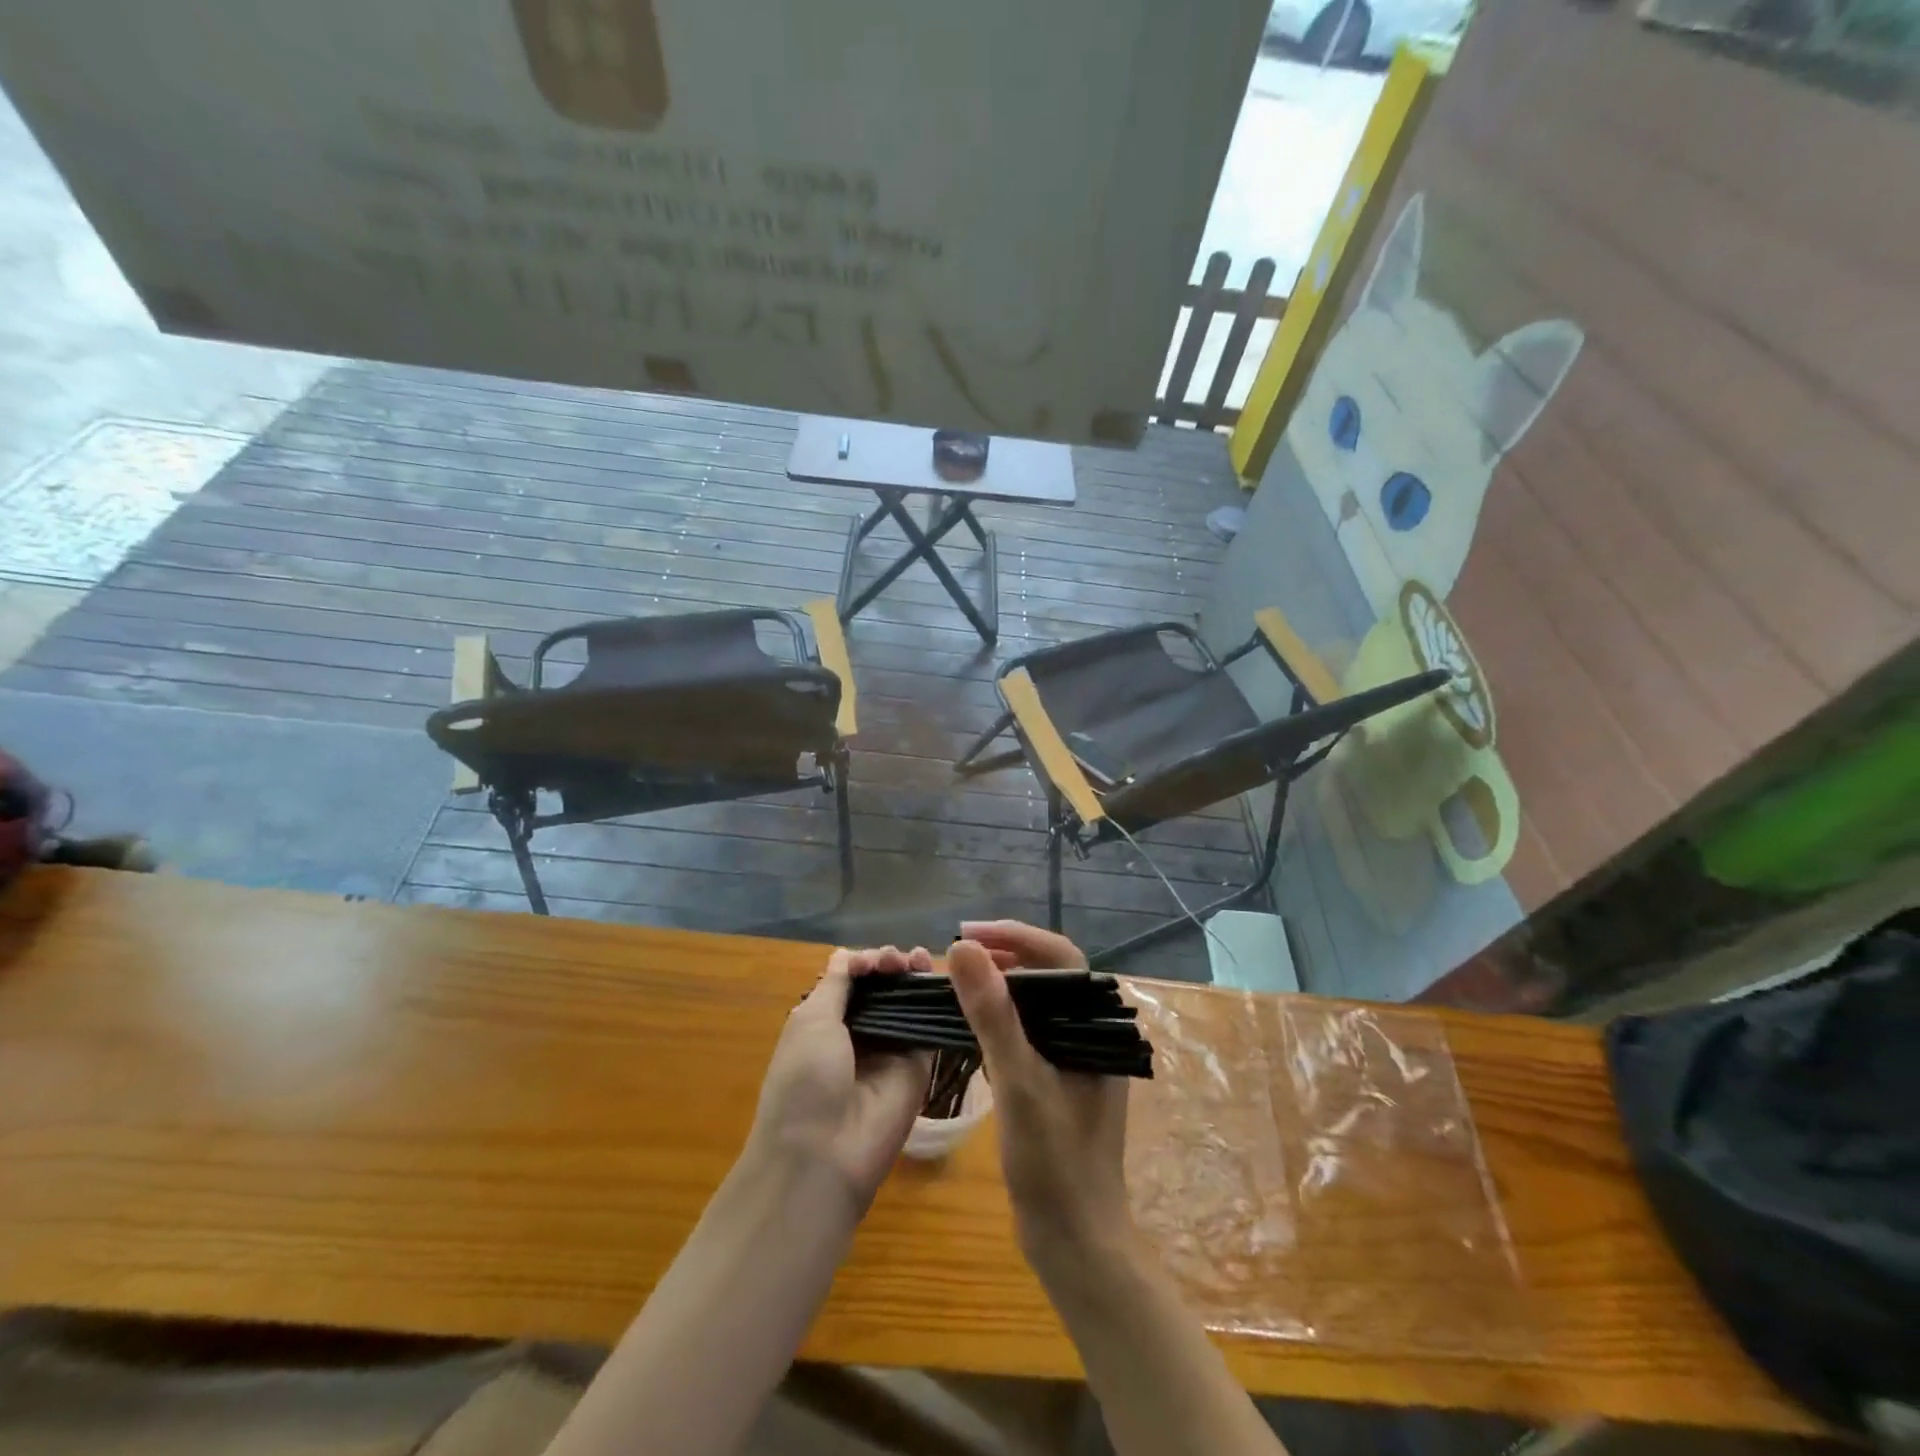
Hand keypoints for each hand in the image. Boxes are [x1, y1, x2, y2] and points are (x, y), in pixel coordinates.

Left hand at [749, 947, 932, 1211]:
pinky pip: (929, 1028)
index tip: (874, 961)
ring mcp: (890, 1051)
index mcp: (824, 1023)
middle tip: (898, 961)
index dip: (865, 963)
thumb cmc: (805, 1080)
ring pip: (907, 1003)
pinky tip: (941, 980)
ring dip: (913, 976)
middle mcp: (858, 1034)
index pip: (853, 981)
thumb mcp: (810, 1022)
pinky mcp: (918, 1067)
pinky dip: (935, 1001)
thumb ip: (836, 985)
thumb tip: (846, 954)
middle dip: (891, 966)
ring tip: (919, 960)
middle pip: (882, 988)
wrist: (825, 1155)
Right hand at [948, 928, 1131, 1270]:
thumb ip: (993, 1013)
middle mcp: (1088, 1034)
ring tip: (959, 974)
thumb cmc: (1054, 1162)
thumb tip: (963, 948)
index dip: (1015, 935)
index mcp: (1095, 1027)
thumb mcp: (1020, 1082)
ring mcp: (1072, 1057)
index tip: (968, 931)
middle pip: (1047, 973)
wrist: (1074, 1242)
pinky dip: (999, 1013)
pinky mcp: (1055, 1078)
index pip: (1060, 957)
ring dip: (999, 981)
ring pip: (1035, 1000)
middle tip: (957, 949)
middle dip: (1004, 952)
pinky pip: (1027, 1028)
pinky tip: (972, 1017)